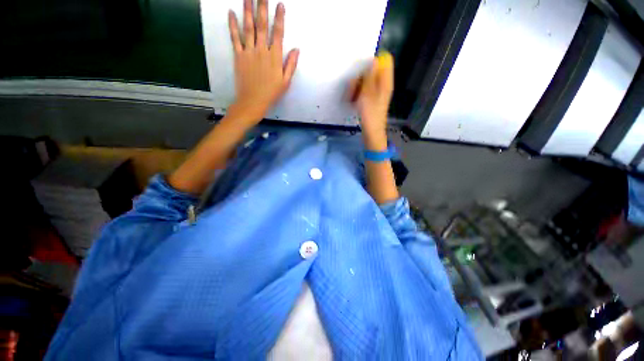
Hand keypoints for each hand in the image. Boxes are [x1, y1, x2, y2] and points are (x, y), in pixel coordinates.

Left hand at [228, 0, 299, 121]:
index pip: (278, 33)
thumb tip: (297, 49)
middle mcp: (261, 50)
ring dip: (248, 10)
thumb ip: (291, 65)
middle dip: (262, 7)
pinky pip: (235, 38)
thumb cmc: (271, 93)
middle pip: (262, 25)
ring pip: (248, 27)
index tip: (280, 4)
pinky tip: (231, 12)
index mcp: (274, 57)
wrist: (253, 101)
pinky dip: (232, 25)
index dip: (279, 18)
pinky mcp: (238, 55)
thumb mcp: (285, 82)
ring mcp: (249, 52)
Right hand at [349, 52, 393, 146]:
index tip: (361, 69)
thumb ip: (370, 77)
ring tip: (350, 97)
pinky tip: (352, 101)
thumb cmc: (370, 115)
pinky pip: (363, 90)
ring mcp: (376, 93)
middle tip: (352, 88)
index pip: (385, 61)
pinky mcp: (371, 100)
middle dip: (360, 77)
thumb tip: (373, 60)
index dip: (373, 61)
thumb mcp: (368, 94)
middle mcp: (382, 85)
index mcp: (385, 82)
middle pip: (372, 71)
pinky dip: (357, 93)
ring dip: (356, 87)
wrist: (371, 132)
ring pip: (365, 81)